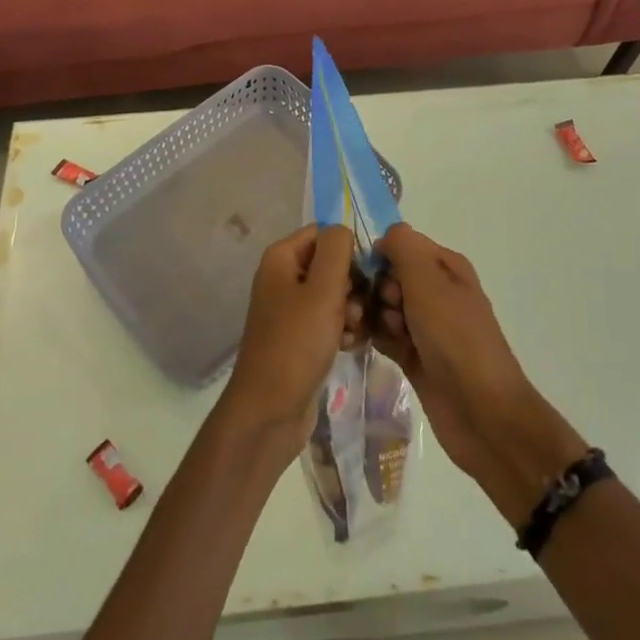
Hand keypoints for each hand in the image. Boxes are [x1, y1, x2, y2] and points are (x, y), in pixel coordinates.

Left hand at [221, 226, 364, 457]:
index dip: (349, 248)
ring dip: (351, 309)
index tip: (369, 272)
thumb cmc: (296, 344)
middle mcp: (283, 277)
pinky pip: (329, 321)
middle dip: (353, 283)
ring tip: (355, 330)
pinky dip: (343, 329)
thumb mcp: (322, 291)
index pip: (324, 233)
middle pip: (331, 263)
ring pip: (334, 294)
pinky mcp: (300, 337)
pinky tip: (352, 346)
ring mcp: (291, 309)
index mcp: (282, 258)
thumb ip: (336, 252)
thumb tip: (343, 229)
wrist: (270, 411)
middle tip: (360, 308)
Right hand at [373, 225, 587, 523]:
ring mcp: (425, 326)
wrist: (483, 415)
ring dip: (371, 314)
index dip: (381, 257)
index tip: (373, 278)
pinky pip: (385, 335)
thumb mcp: (428, 281)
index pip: (401, 245)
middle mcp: (436, 291)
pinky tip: (359, 343)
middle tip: (381, 312)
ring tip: (368, 332)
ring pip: (384, 306)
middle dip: (374, 289)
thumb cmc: (456, 339)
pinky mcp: (415, 356)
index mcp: (445, 267)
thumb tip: (385, 237)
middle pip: (389, 276)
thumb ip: (403, 247)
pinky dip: (373, 335)